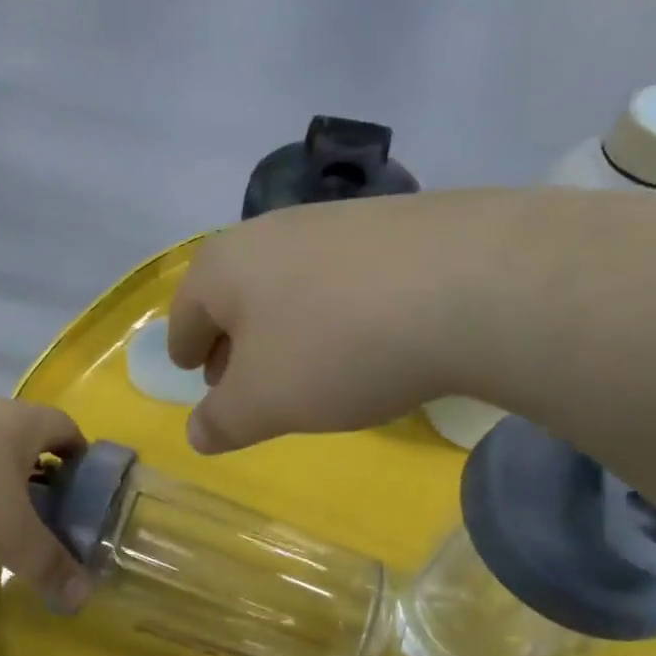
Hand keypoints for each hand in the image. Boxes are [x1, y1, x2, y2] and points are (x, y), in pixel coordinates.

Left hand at [0, 396, 91, 607]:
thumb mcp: (9, 533)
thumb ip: (48, 564)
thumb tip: (83, 596)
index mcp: (21, 421)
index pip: (68, 429)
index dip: (83, 460)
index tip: (85, 497)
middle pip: (27, 442)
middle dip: (41, 479)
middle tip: (47, 521)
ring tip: (1, 527)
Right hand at [168, 192, 514, 452]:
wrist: (470, 285)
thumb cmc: (335, 348)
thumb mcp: (264, 403)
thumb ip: (222, 422)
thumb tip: (196, 434)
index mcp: (223, 267)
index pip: (185, 314)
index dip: (185, 349)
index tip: (191, 371)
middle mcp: (270, 231)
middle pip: (235, 294)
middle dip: (232, 339)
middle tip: (242, 378)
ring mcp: (335, 220)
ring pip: (289, 283)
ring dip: (285, 325)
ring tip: (305, 365)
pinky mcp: (394, 224)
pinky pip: (342, 276)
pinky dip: (335, 310)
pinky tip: (364, 338)